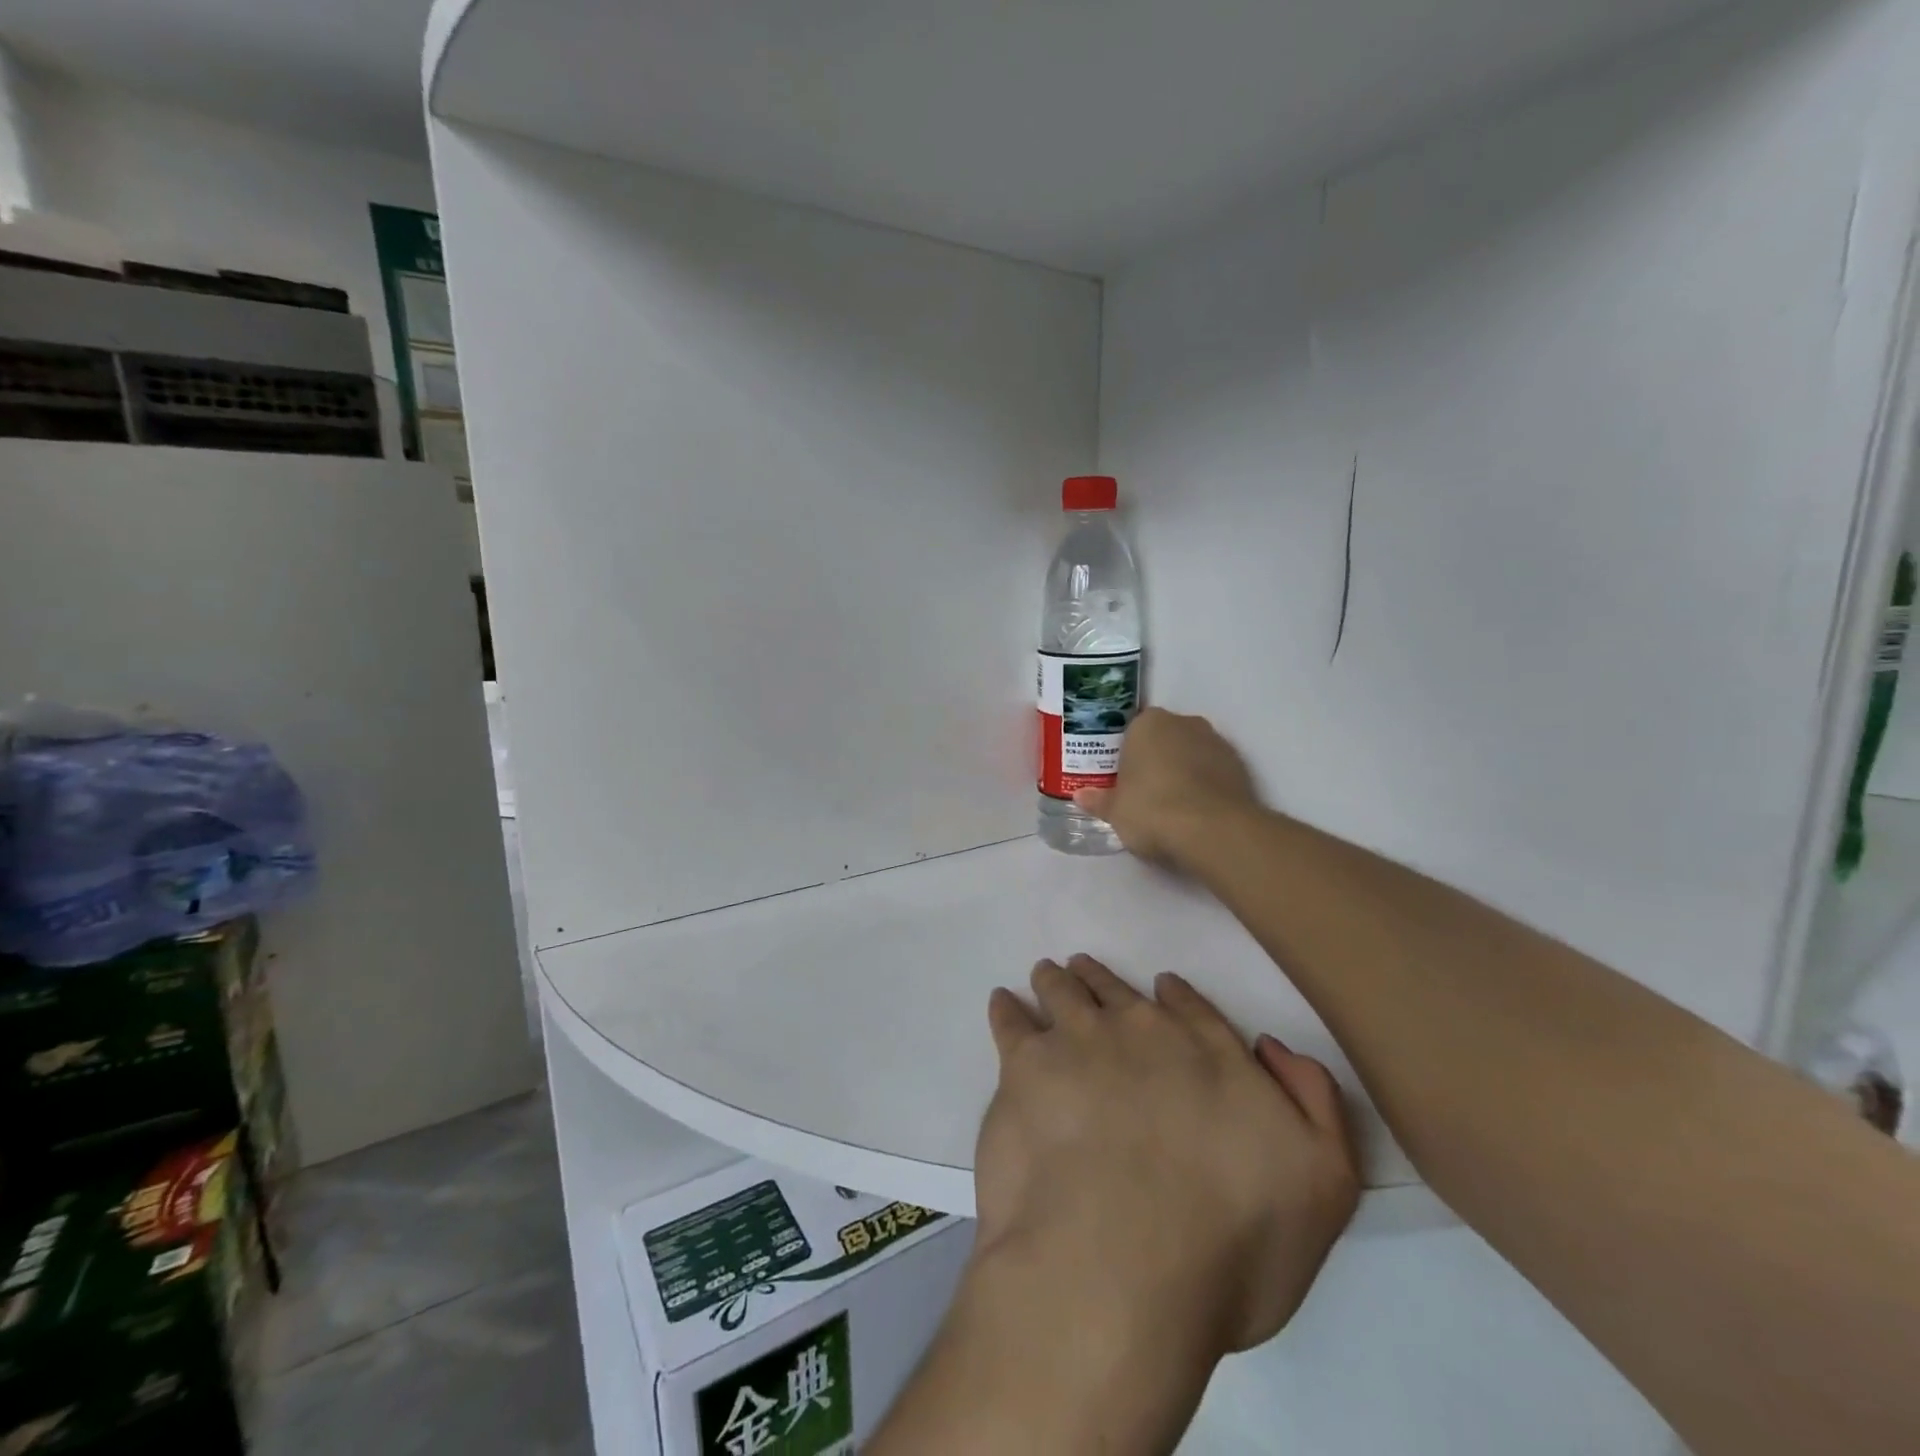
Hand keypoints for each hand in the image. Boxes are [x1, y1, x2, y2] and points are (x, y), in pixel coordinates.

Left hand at [976, 956, 1359, 1361]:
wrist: (1118, 1266)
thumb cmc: (1229, 1243)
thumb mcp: (1322, 1186)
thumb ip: (1312, 1103)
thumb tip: (1271, 1046)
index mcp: (1210, 1054)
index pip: (1191, 1009)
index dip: (1174, 996)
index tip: (1158, 986)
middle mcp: (1142, 1032)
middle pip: (1119, 992)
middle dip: (1104, 980)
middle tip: (1085, 970)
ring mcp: (1078, 1041)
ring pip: (1065, 992)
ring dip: (1058, 981)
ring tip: (1047, 974)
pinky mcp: (1024, 1066)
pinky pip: (1010, 1020)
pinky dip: (1007, 1008)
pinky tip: (1002, 1003)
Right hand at [1076, 709, 1259, 866]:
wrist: (1213, 830)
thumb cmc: (1152, 809)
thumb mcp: (1115, 811)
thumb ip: (1099, 800)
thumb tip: (1081, 796)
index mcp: (1148, 723)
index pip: (1131, 730)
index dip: (1126, 753)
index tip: (1121, 777)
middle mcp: (1183, 723)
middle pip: (1164, 738)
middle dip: (1155, 758)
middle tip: (1143, 790)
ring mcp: (1216, 742)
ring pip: (1191, 752)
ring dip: (1183, 770)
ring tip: (1172, 804)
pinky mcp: (1239, 765)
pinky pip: (1213, 770)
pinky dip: (1205, 784)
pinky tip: (1196, 810)